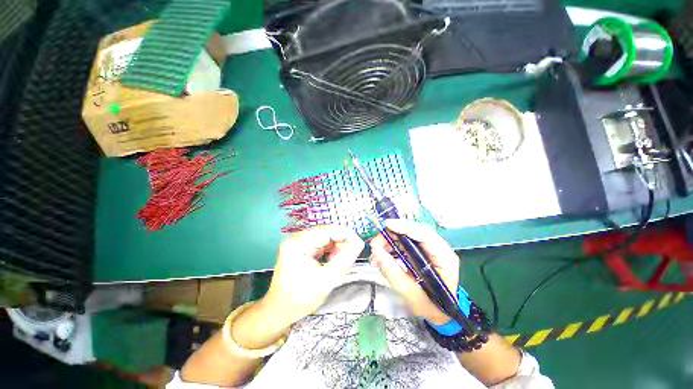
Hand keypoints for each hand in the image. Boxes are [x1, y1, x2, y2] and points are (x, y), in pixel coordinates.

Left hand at [262, 225, 364, 324]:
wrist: (279, 311)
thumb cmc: (300, 299)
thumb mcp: (327, 279)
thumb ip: (345, 259)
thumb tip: (359, 244)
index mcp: (298, 244)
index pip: (327, 230)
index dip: (346, 235)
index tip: (359, 243)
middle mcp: (296, 238)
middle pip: (325, 232)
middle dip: (341, 242)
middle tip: (351, 254)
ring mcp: (296, 243)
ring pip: (323, 237)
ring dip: (335, 246)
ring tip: (341, 260)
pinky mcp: (298, 248)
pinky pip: (318, 243)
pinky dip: (328, 250)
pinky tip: (332, 260)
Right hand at [370, 219, 459, 324]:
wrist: (439, 313)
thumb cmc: (432, 307)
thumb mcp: (412, 294)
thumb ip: (393, 273)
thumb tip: (377, 253)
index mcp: (444, 258)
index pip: (425, 235)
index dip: (405, 227)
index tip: (388, 225)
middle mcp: (436, 249)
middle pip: (412, 232)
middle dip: (391, 235)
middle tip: (375, 245)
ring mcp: (427, 249)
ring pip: (404, 237)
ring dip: (387, 242)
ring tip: (375, 255)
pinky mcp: (418, 252)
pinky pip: (401, 244)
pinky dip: (389, 248)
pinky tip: (380, 257)